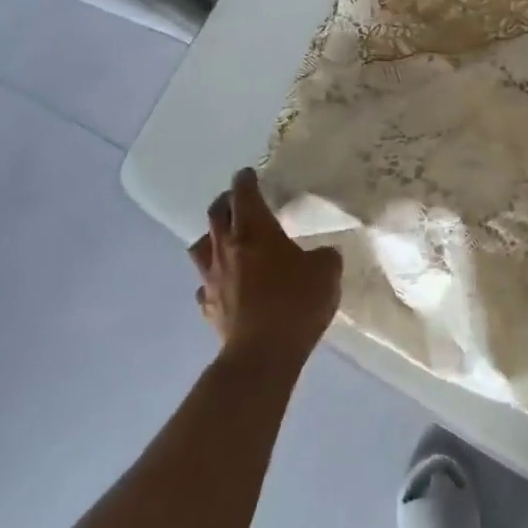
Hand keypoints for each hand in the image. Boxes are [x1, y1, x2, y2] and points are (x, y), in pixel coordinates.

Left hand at [189, 168, 341, 371]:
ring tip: (225, 239)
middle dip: (226, 202)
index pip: (244, 194)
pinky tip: (226, 284)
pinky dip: (214, 278)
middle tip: (237, 200)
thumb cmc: (297, 302)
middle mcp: (227, 248)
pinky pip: (205, 284)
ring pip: (200, 246)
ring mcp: (212, 278)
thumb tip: (322, 255)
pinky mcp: (208, 306)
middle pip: (216, 214)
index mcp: (255, 231)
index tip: (248, 174)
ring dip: (212, 237)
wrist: (263, 353)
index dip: (245, 181)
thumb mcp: (327, 272)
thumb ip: (325, 256)